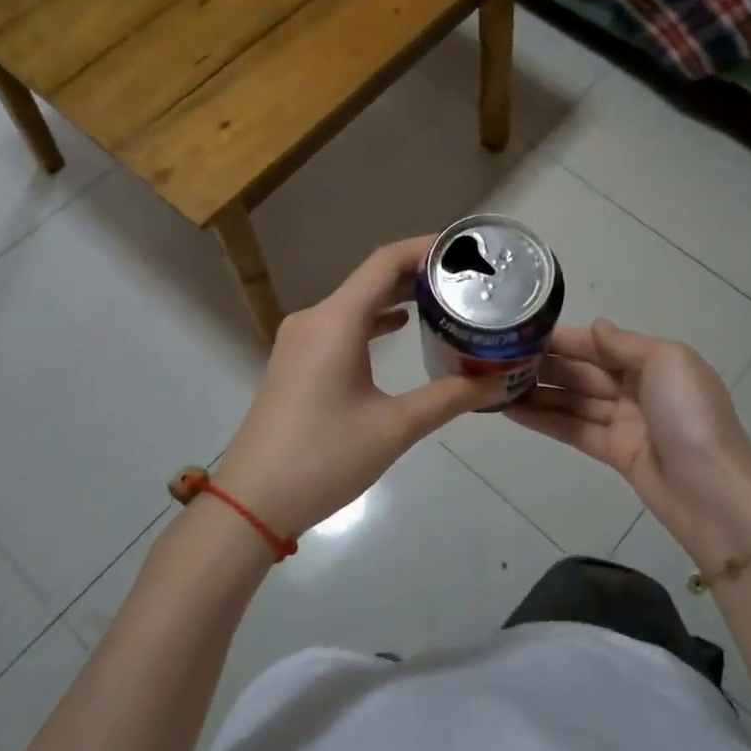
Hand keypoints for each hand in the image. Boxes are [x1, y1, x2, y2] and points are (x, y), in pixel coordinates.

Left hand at [212, 238, 507, 540]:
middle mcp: (314, 319)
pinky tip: (400, 328)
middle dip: (417, 274)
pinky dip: (373, 321)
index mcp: (335, 322)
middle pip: (371, 279)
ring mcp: (299, 341)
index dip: (425, 249)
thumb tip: (498, 382)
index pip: (385, 263)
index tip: (464, 249)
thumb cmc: (324, 458)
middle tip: (466, 278)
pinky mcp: (295, 362)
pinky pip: (340, 325)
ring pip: (354, 303)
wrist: (251, 502)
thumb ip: (449, 398)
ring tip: (442, 299)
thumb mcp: (394, 428)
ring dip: (395, 297)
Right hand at [507, 321, 750, 566]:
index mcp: (655, 362)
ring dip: (537, 392)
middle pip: (583, 371)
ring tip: (494, 383)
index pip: (600, 344)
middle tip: (497, 358)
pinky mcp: (614, 453)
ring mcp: (625, 422)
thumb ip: (626, 344)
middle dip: (544, 364)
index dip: (564, 339)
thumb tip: (597, 326)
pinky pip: (573, 429)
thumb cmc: (691, 417)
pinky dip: (544, 420)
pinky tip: (511, 411)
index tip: (523, 333)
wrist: (712, 495)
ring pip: (573, 401)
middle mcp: (638, 388)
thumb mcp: (667, 362)